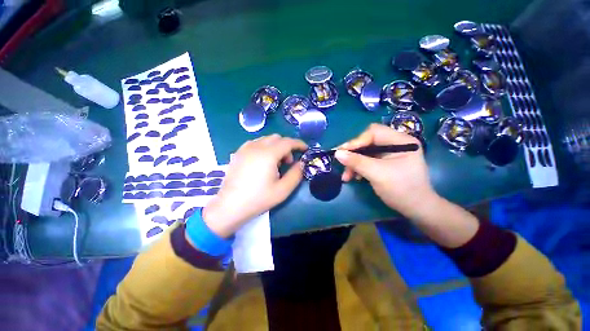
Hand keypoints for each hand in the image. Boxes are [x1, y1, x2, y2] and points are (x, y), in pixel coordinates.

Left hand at [203, 134, 306, 237]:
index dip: (299, 143)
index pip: (287, 142)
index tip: (305, 149)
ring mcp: (245, 148)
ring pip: (266, 139)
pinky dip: (264, 147)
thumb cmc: (258, 199)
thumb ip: (296, 174)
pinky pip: (256, 143)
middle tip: (288, 162)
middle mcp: (256, 147)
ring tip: (275, 164)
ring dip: (276, 147)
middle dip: (287, 147)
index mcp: (268, 154)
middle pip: (277, 138)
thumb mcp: (283, 190)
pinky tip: (263, 161)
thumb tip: (301, 163)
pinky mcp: (238, 153)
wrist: (230, 206)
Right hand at [335, 124, 436, 218]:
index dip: (356, 141)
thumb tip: (337, 153)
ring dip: (354, 163)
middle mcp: (396, 143)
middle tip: (342, 164)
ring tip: (347, 177)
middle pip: (367, 142)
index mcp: (401, 141)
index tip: (342, 153)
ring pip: (365, 152)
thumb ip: (356, 162)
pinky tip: (355, 177)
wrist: (416, 209)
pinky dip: (359, 168)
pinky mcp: (386, 162)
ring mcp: (390, 153)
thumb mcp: (377, 174)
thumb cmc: (401, 190)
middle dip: (354, 155)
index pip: (373, 132)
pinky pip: (368, 160)